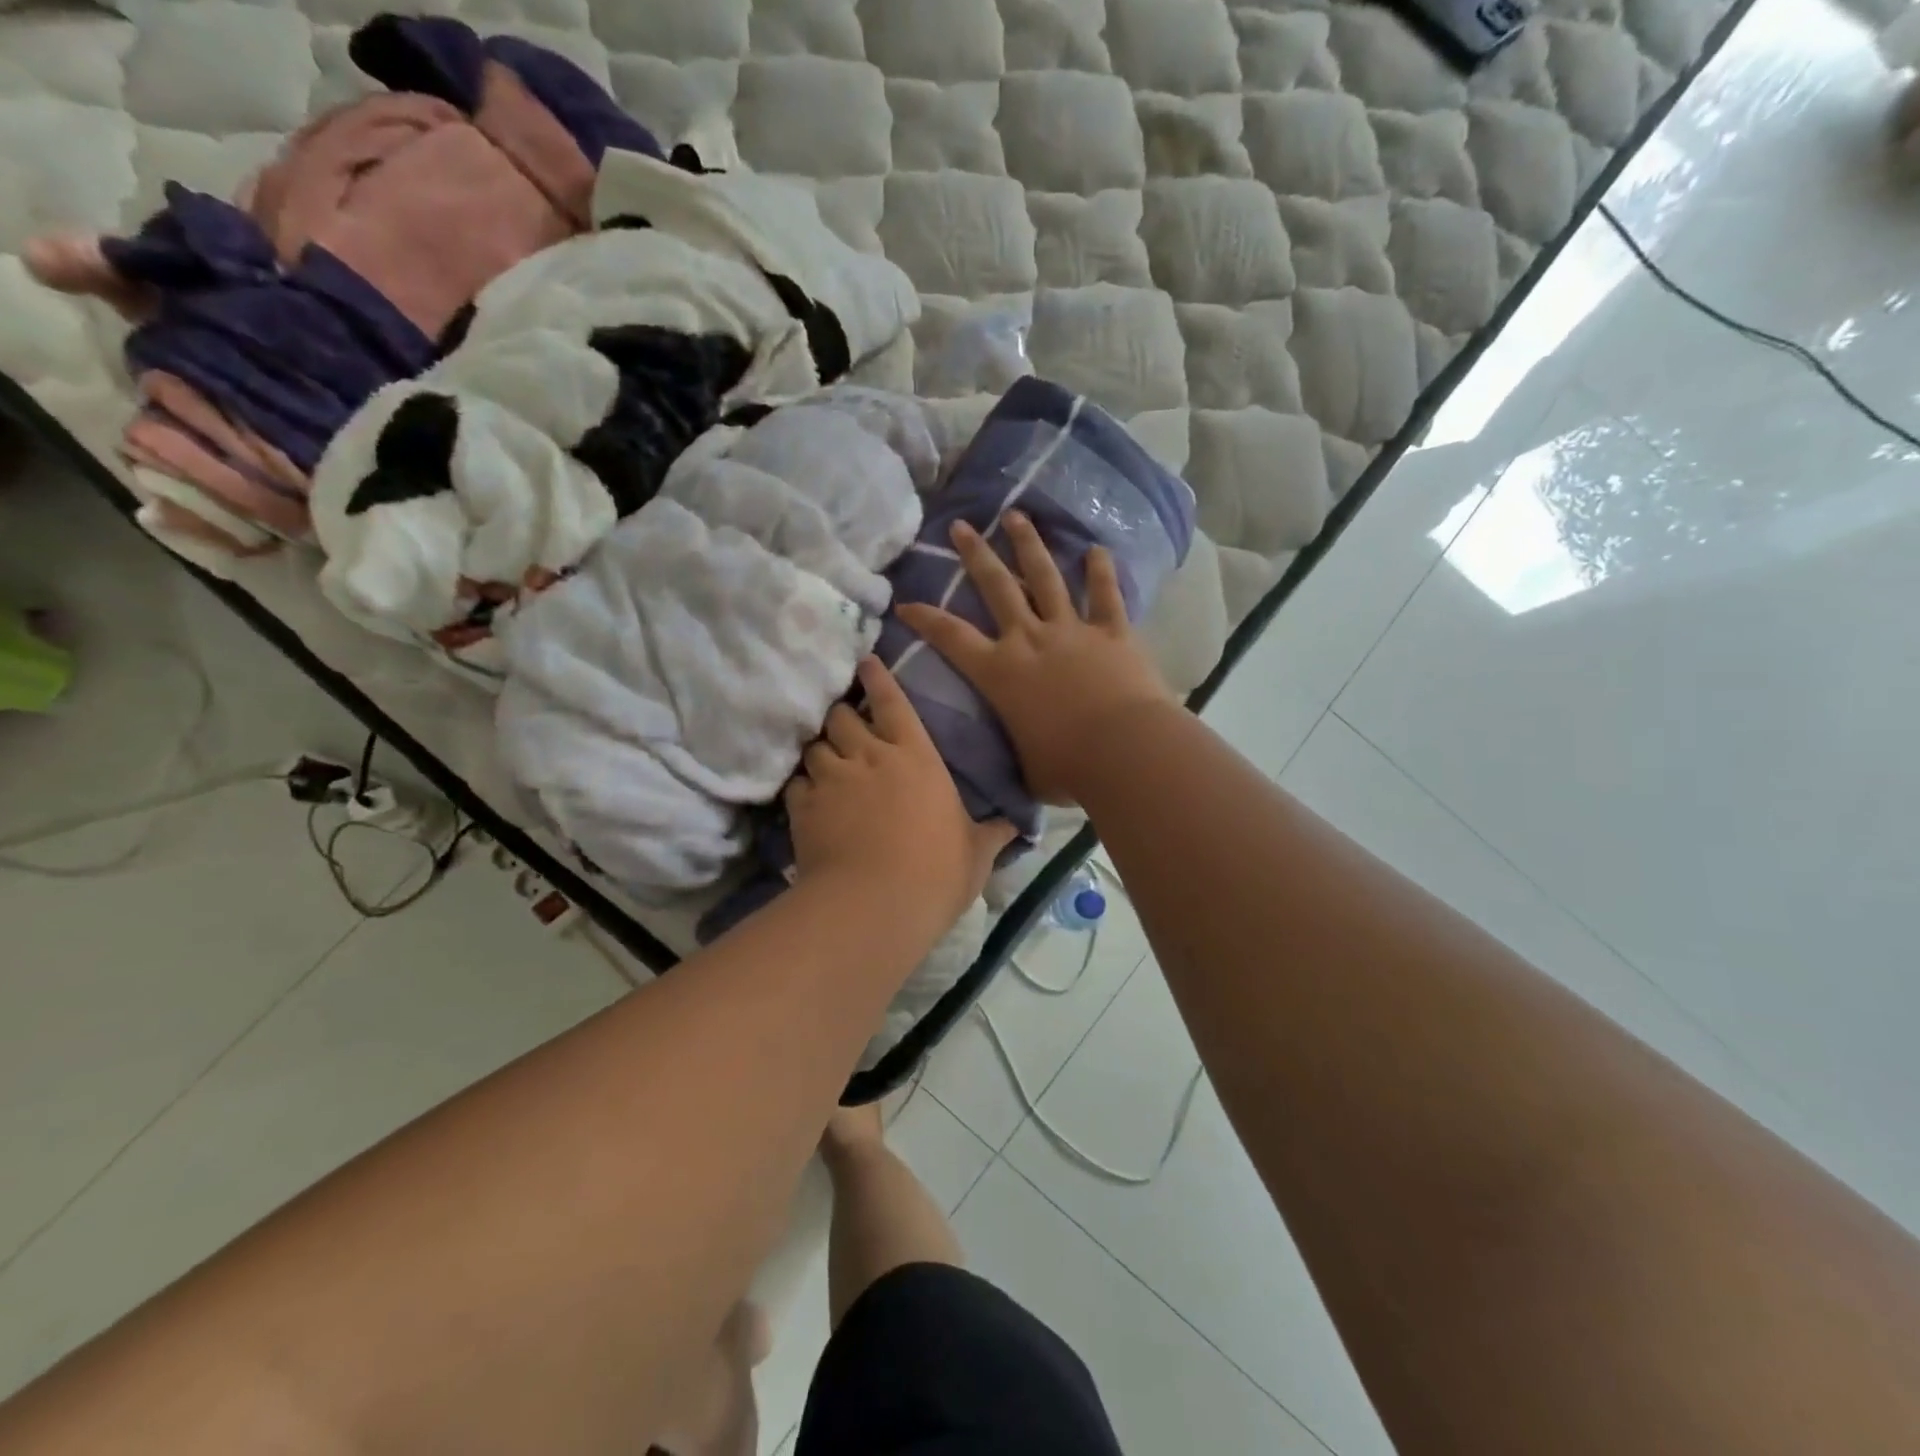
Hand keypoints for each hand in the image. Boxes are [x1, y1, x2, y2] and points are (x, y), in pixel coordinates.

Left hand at [787, 656, 1013, 934]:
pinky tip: (807, 799)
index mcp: (916, 756)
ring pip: (814, 746)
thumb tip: (1017, 826)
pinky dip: (801, 787)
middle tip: (845, 728)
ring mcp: (832, 778)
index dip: (877, 678)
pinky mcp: (803, 806)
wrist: (876, 904)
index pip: (893, 702)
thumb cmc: (937, 872)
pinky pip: (796, 783)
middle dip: (842, 717)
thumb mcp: (975, 854)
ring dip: (820, 751)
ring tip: (823, 763)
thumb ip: (993, 834)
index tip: (865, 663)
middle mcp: (870, 756)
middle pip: (843, 716)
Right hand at [895, 512, 1173, 804]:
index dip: (926, 619)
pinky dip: (1101, 572)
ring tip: (1016, 516)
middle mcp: (1030, 640)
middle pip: (997, 587)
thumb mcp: (1027, 768)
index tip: (906, 602)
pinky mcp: (1112, 632)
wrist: (1124, 751)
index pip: (951, 638)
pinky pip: (1105, 596)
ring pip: (1046, 577)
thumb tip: (1016, 764)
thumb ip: (1018, 753)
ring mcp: (1072, 631)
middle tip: (961, 525)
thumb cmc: (1067, 768)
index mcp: (1000, 673)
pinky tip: (1097, 550)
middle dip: (975, 554)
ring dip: (1029, 546)